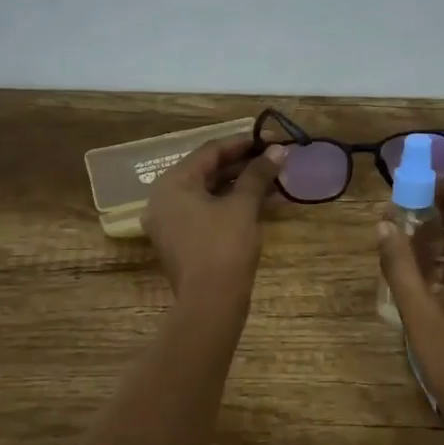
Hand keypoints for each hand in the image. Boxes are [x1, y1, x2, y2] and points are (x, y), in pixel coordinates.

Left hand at [144, 137, 285, 305]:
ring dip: (243, 186)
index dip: (244, 143)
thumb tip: (279, 150)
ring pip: (211, 193)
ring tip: (277, 181)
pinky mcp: (184, 242)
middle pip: (209, 171)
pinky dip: (234, 205)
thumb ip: (259, 174)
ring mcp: (172, 223)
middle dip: (245, 165)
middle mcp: (165, 199)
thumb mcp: (243, 206)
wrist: (210, 304)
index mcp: (172, 184)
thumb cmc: (224, 247)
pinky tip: (264, 203)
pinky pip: (209, 213)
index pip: (210, 151)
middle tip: (277, 159)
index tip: (273, 140)